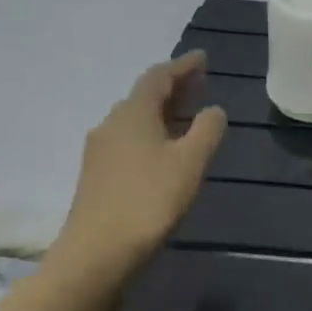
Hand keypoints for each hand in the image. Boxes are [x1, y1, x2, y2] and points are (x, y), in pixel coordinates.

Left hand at [49, 50, 226, 280]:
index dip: (182, 66)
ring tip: (188, 115)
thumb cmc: (149, 200)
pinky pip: (129, 139)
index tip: (203, 58)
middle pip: (144, 96)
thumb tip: (213, 110)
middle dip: (174, 87)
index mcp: (133, 114)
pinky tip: (165, 149)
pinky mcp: (98, 174)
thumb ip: (207, 130)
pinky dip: (152, 132)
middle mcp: (112, 124)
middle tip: (201, 83)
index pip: (158, 77)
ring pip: (136, 119)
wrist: (97, 252)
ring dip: (163, 111)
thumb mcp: (190, 162)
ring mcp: (100, 150)